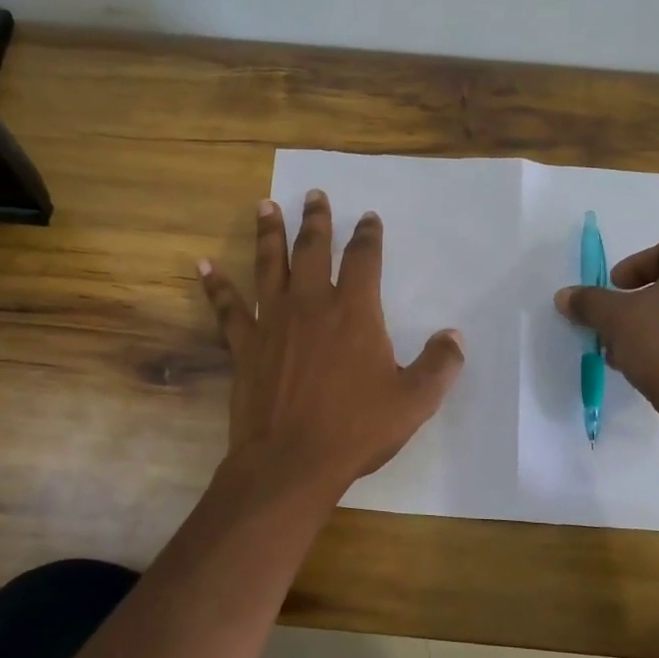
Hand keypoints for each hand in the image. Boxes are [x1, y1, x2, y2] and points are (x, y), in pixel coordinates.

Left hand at [200, 190, 465, 495]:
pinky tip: (203, 266)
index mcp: (354, 312)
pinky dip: (215, 285)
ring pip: (270, 265)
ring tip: (266, 206)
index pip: (364, 259)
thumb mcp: (413, 401)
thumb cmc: (356, 430)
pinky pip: (227, 307)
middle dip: (316, 219)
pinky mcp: (244, 344)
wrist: (291, 462)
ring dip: (269, 233)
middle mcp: (311, 304)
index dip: (368, 235)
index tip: (369, 218)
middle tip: (314, 195)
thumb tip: (455, 337)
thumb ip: (439, 365)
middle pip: (313, 249)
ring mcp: (272, 321)